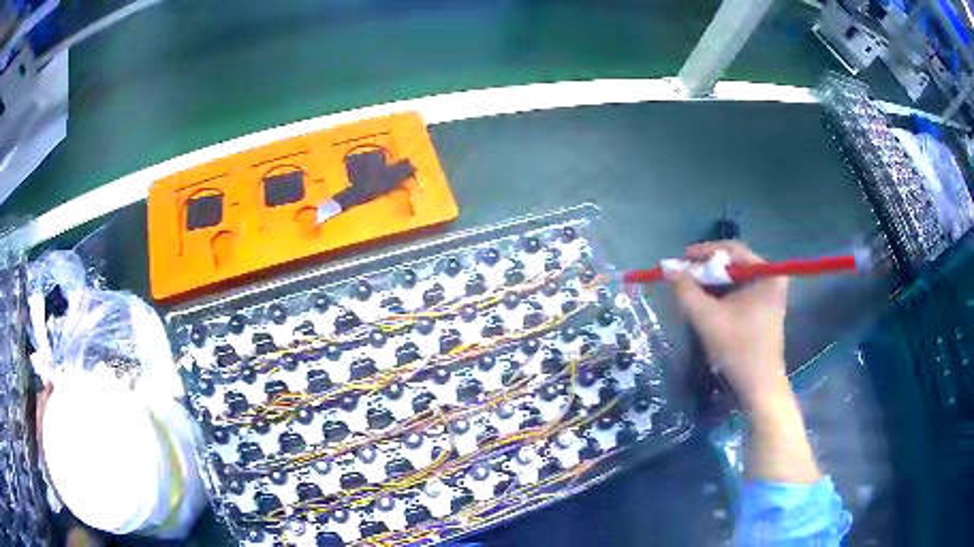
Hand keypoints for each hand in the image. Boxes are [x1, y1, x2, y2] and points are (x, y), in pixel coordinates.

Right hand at [668, 241, 789, 407]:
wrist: (759, 386)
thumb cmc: (738, 349)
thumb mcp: (707, 317)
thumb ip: (686, 290)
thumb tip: (667, 268)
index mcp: (766, 273)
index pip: (731, 250)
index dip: (703, 253)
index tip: (680, 260)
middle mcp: (771, 278)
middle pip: (733, 264)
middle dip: (706, 270)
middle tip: (683, 277)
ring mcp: (770, 294)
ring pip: (735, 280)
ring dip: (712, 284)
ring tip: (690, 291)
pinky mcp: (765, 309)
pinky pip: (740, 293)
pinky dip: (722, 296)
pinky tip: (706, 305)